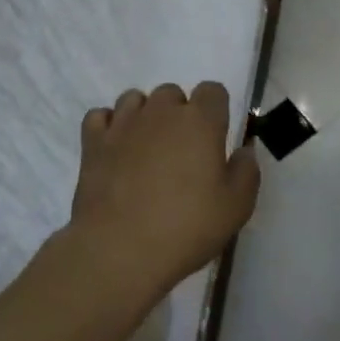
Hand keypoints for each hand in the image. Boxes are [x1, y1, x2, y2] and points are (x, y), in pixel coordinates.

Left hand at [67, 81, 260, 298]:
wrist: (120, 250)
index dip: (216, 110)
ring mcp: (123, 124)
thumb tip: (243, 150)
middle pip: (172, 93)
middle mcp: (161, 111)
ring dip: (144, 115)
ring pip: (135, 99)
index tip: (216, 137)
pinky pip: (100, 116)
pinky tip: (115, 148)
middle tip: (181, 150)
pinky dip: (108, 126)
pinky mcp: (93, 142)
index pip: (213, 90)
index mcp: (200, 121)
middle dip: (179, 113)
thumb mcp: (237, 207)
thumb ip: (246, 171)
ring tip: (146, 148)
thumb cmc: (187, 227)